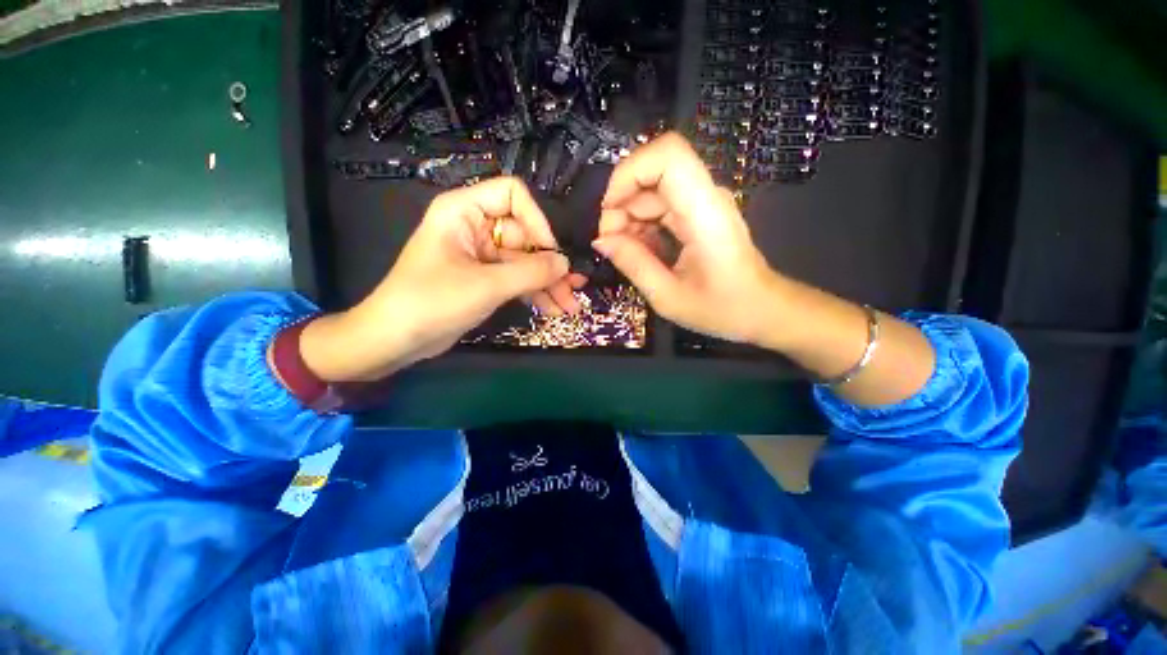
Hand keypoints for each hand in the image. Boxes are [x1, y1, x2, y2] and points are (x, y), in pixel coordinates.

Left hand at [300, 177, 578, 381]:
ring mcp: (481, 255)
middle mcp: (474, 227)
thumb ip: (531, 272)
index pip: (513, 195)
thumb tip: (565, 263)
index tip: (552, 253)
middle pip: (524, 235)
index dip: (537, 220)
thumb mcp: (487, 285)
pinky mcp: (484, 278)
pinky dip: (534, 293)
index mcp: (464, 211)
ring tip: (570, 307)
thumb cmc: (433, 302)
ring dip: (547, 284)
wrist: (395, 339)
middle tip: (575, 289)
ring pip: (524, 262)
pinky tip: (553, 310)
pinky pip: (516, 279)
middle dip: (550, 265)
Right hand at [594, 133, 780, 344]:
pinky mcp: (697, 212)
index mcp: (704, 212)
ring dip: (628, 218)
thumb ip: (633, 264)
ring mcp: (702, 202)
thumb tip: (600, 241)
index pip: (667, 155)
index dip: (628, 173)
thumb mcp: (668, 296)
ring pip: (651, 190)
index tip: (608, 211)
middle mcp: (705, 196)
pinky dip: (641, 225)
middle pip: (652, 173)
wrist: (761, 310)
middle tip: (610, 245)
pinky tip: (639, 251)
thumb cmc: (722, 309)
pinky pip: (659, 206)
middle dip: (621, 205)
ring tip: (624, 253)